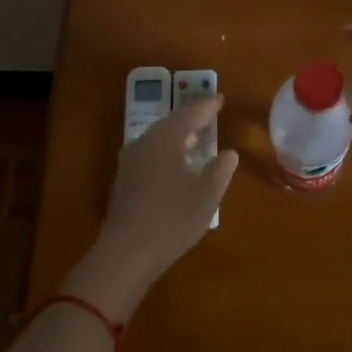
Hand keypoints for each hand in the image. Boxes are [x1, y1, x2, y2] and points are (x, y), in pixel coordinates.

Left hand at [67, 96, 238, 319]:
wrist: (125, 253)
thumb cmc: (172, 219)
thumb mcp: (207, 195)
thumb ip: (220, 170)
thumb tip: (228, 153)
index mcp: (166, 138)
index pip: (190, 114)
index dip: (207, 107)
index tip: (220, 99)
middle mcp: (145, 143)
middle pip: (171, 123)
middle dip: (190, 118)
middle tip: (208, 114)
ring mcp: (130, 162)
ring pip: (157, 138)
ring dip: (177, 135)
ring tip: (193, 138)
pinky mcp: (123, 181)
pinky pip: (149, 154)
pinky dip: (166, 151)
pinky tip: (173, 165)